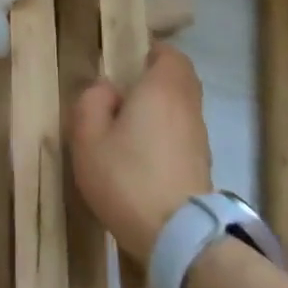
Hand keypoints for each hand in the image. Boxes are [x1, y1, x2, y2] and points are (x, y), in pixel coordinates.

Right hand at [70, 43, 213, 260]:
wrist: (177, 236)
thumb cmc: (125, 177)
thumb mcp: (88, 137)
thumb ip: (92, 102)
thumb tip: (107, 89)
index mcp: (161, 90)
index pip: (169, 55)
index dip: (150, 51)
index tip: (126, 59)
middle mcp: (187, 107)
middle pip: (180, 79)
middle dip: (155, 77)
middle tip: (122, 89)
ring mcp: (198, 138)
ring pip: (182, 107)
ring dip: (159, 107)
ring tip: (126, 123)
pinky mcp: (200, 164)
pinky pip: (182, 131)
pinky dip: (165, 131)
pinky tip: (140, 151)